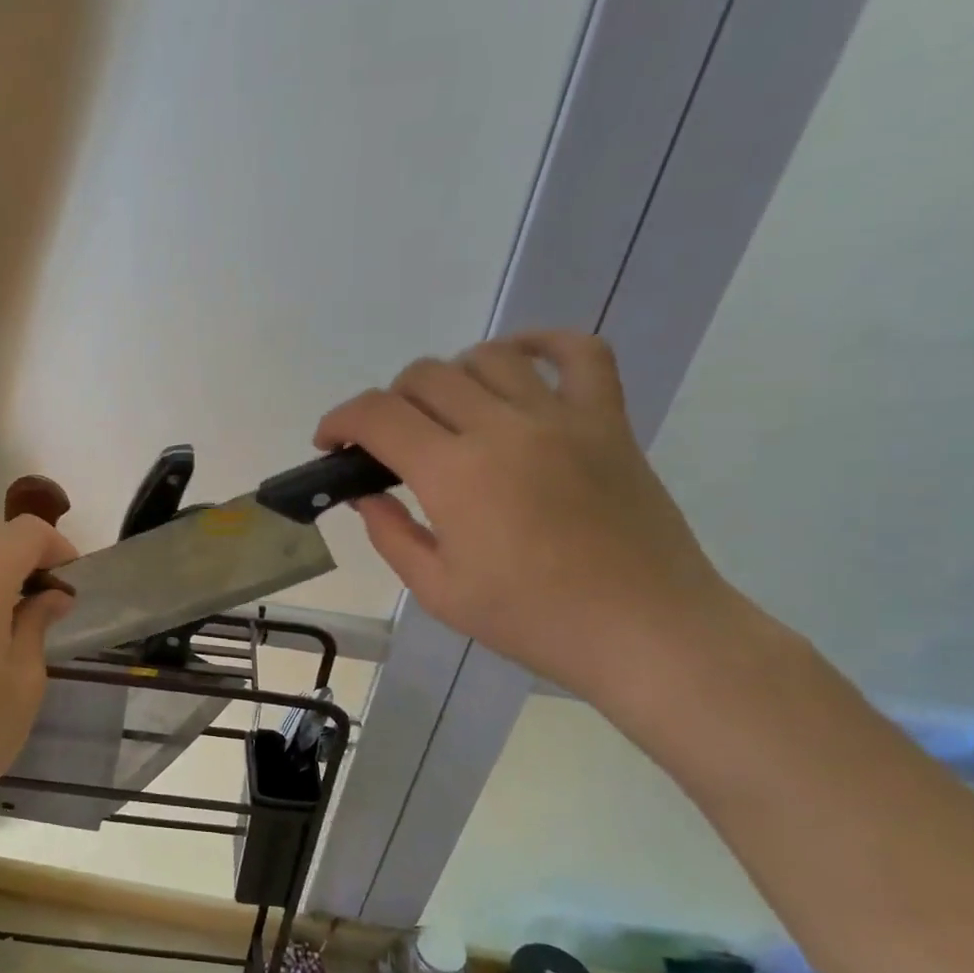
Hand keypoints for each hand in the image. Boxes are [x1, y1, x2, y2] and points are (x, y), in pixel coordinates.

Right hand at [315, 331, 736, 701]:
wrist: (644, 630)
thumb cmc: (533, 620)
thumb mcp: (438, 591)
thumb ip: (390, 534)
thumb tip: (366, 495)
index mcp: (454, 474)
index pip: (377, 415)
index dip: (340, 420)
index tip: (329, 443)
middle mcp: (503, 428)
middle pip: (425, 376)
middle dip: (388, 403)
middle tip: (389, 444)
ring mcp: (561, 417)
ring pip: (487, 357)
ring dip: (450, 378)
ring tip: (448, 414)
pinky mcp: (608, 419)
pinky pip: (579, 352)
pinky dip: (541, 343)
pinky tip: (517, 360)